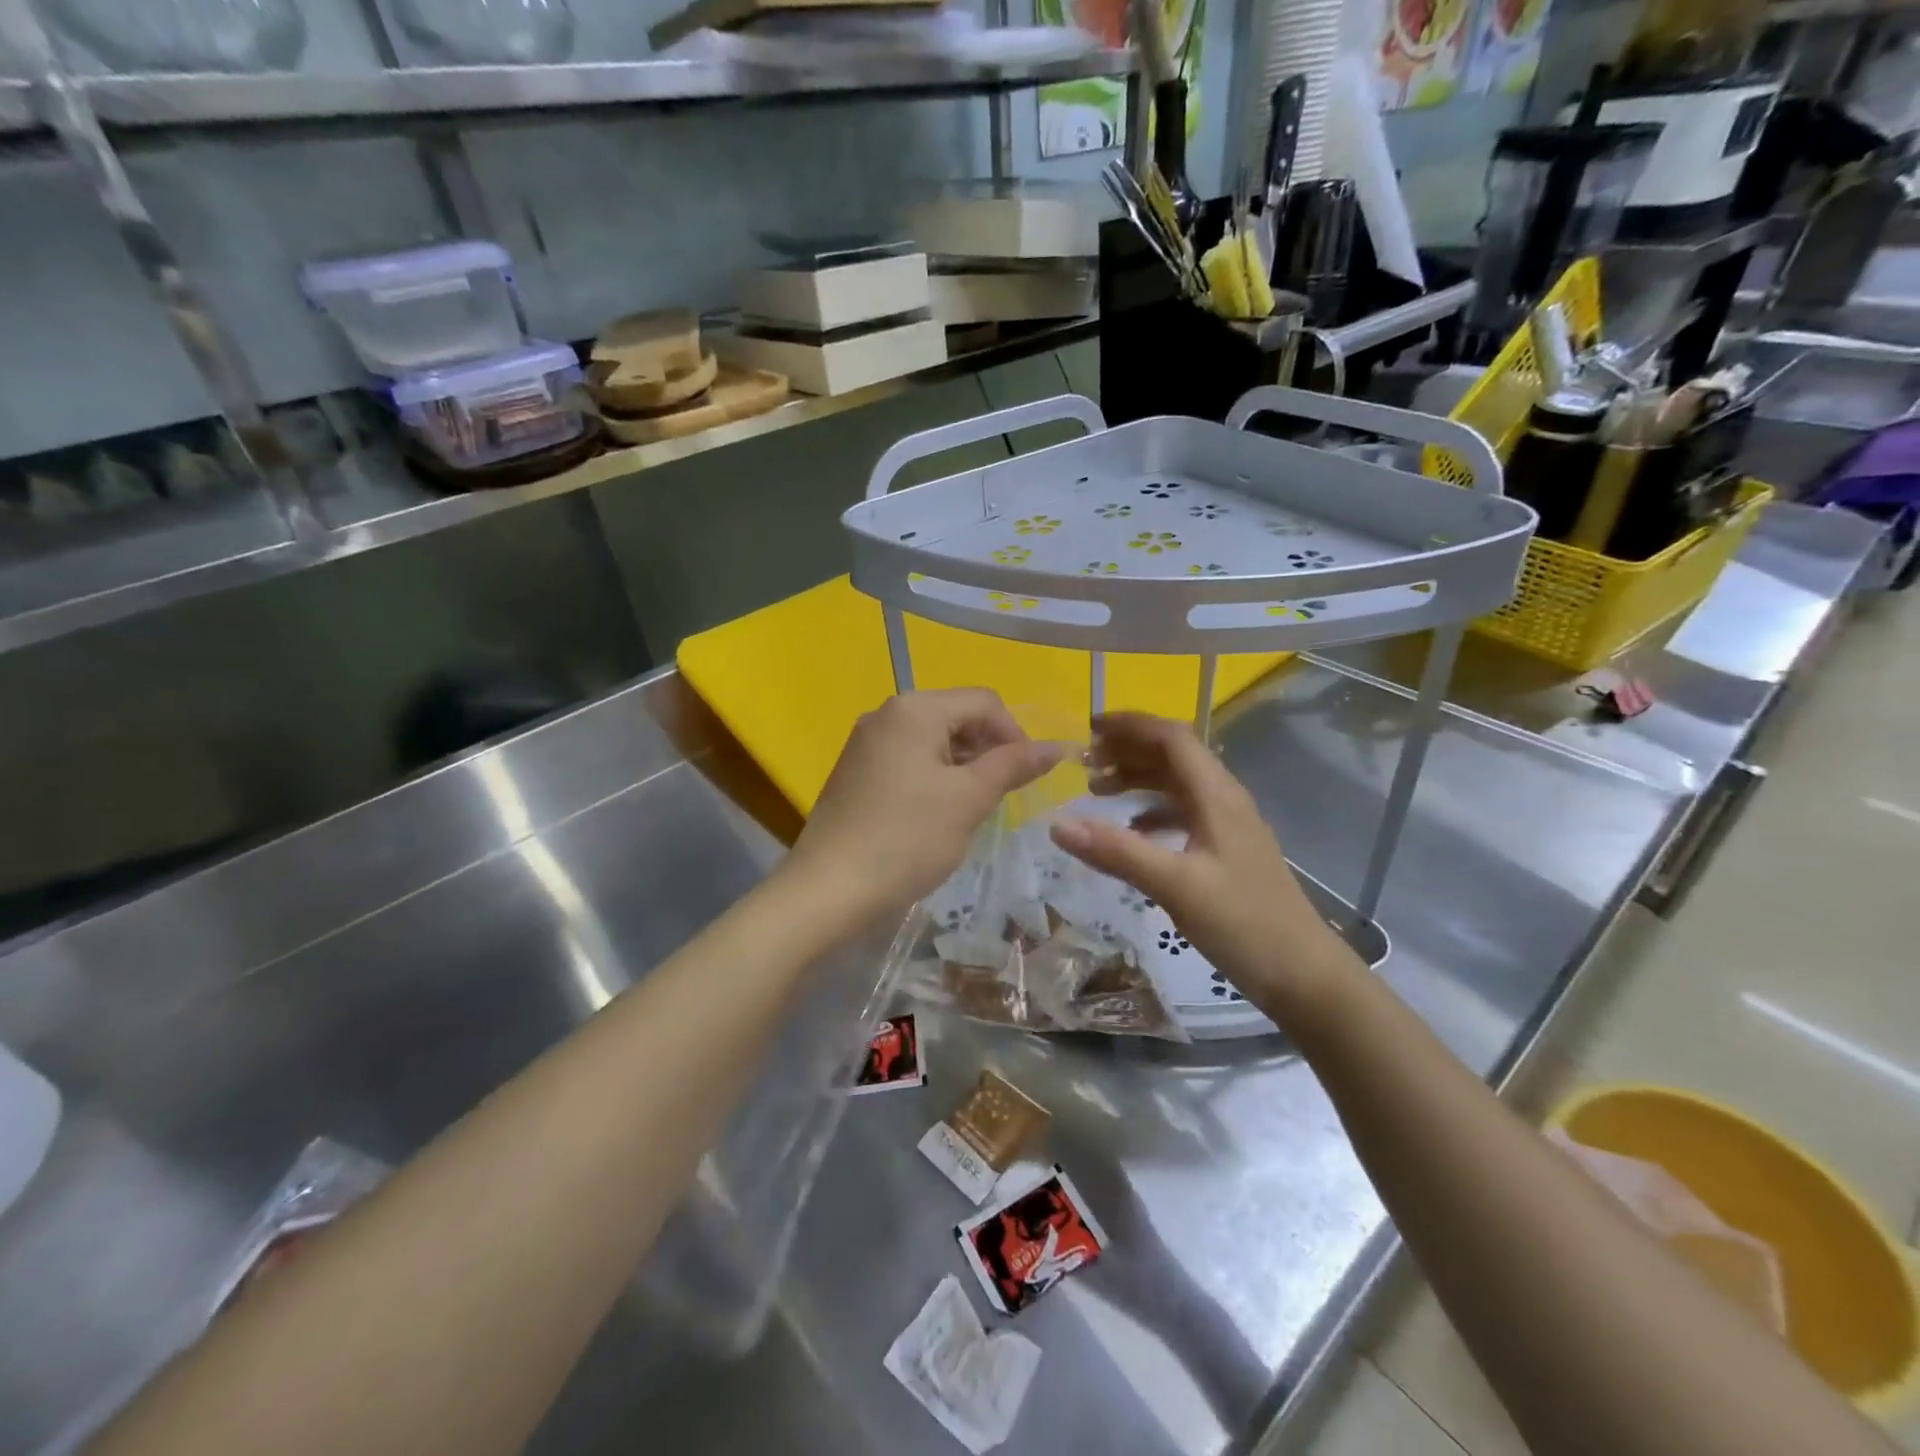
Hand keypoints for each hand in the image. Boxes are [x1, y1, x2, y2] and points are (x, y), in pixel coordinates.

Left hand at [787, 689, 1066, 923]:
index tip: (1028, 778)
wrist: (828, 889)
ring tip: (972, 809)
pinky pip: (909, 760)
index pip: (984, 702)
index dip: (1015, 734)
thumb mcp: (969, 799)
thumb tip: (1057, 746)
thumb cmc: (906, 839)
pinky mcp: (856, 771)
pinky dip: (935, 778)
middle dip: (988, 750)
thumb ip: (1013, 765)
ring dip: (963, 767)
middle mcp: (886, 713)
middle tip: (1001, 797)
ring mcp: (866, 742)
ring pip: (934, 741)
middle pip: (957, 717)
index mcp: (914, 708)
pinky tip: (938, 815)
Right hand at [1049, 712, 1360, 1018]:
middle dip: (1128, 750)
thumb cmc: (1243, 924)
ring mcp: (1228, 827)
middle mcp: (1224, 801)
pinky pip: (1182, 814)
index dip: (1130, 726)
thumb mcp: (1175, 886)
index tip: (1088, 728)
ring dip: (1137, 779)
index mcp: (1217, 796)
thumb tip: (1057, 824)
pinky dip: (1151, 813)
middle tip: (1084, 763)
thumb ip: (1117, 852)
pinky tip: (1131, 833)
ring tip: (1096, 792)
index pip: (1172, 738)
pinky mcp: (1226, 852)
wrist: (1304, 976)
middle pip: (1174, 756)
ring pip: (1177, 785)